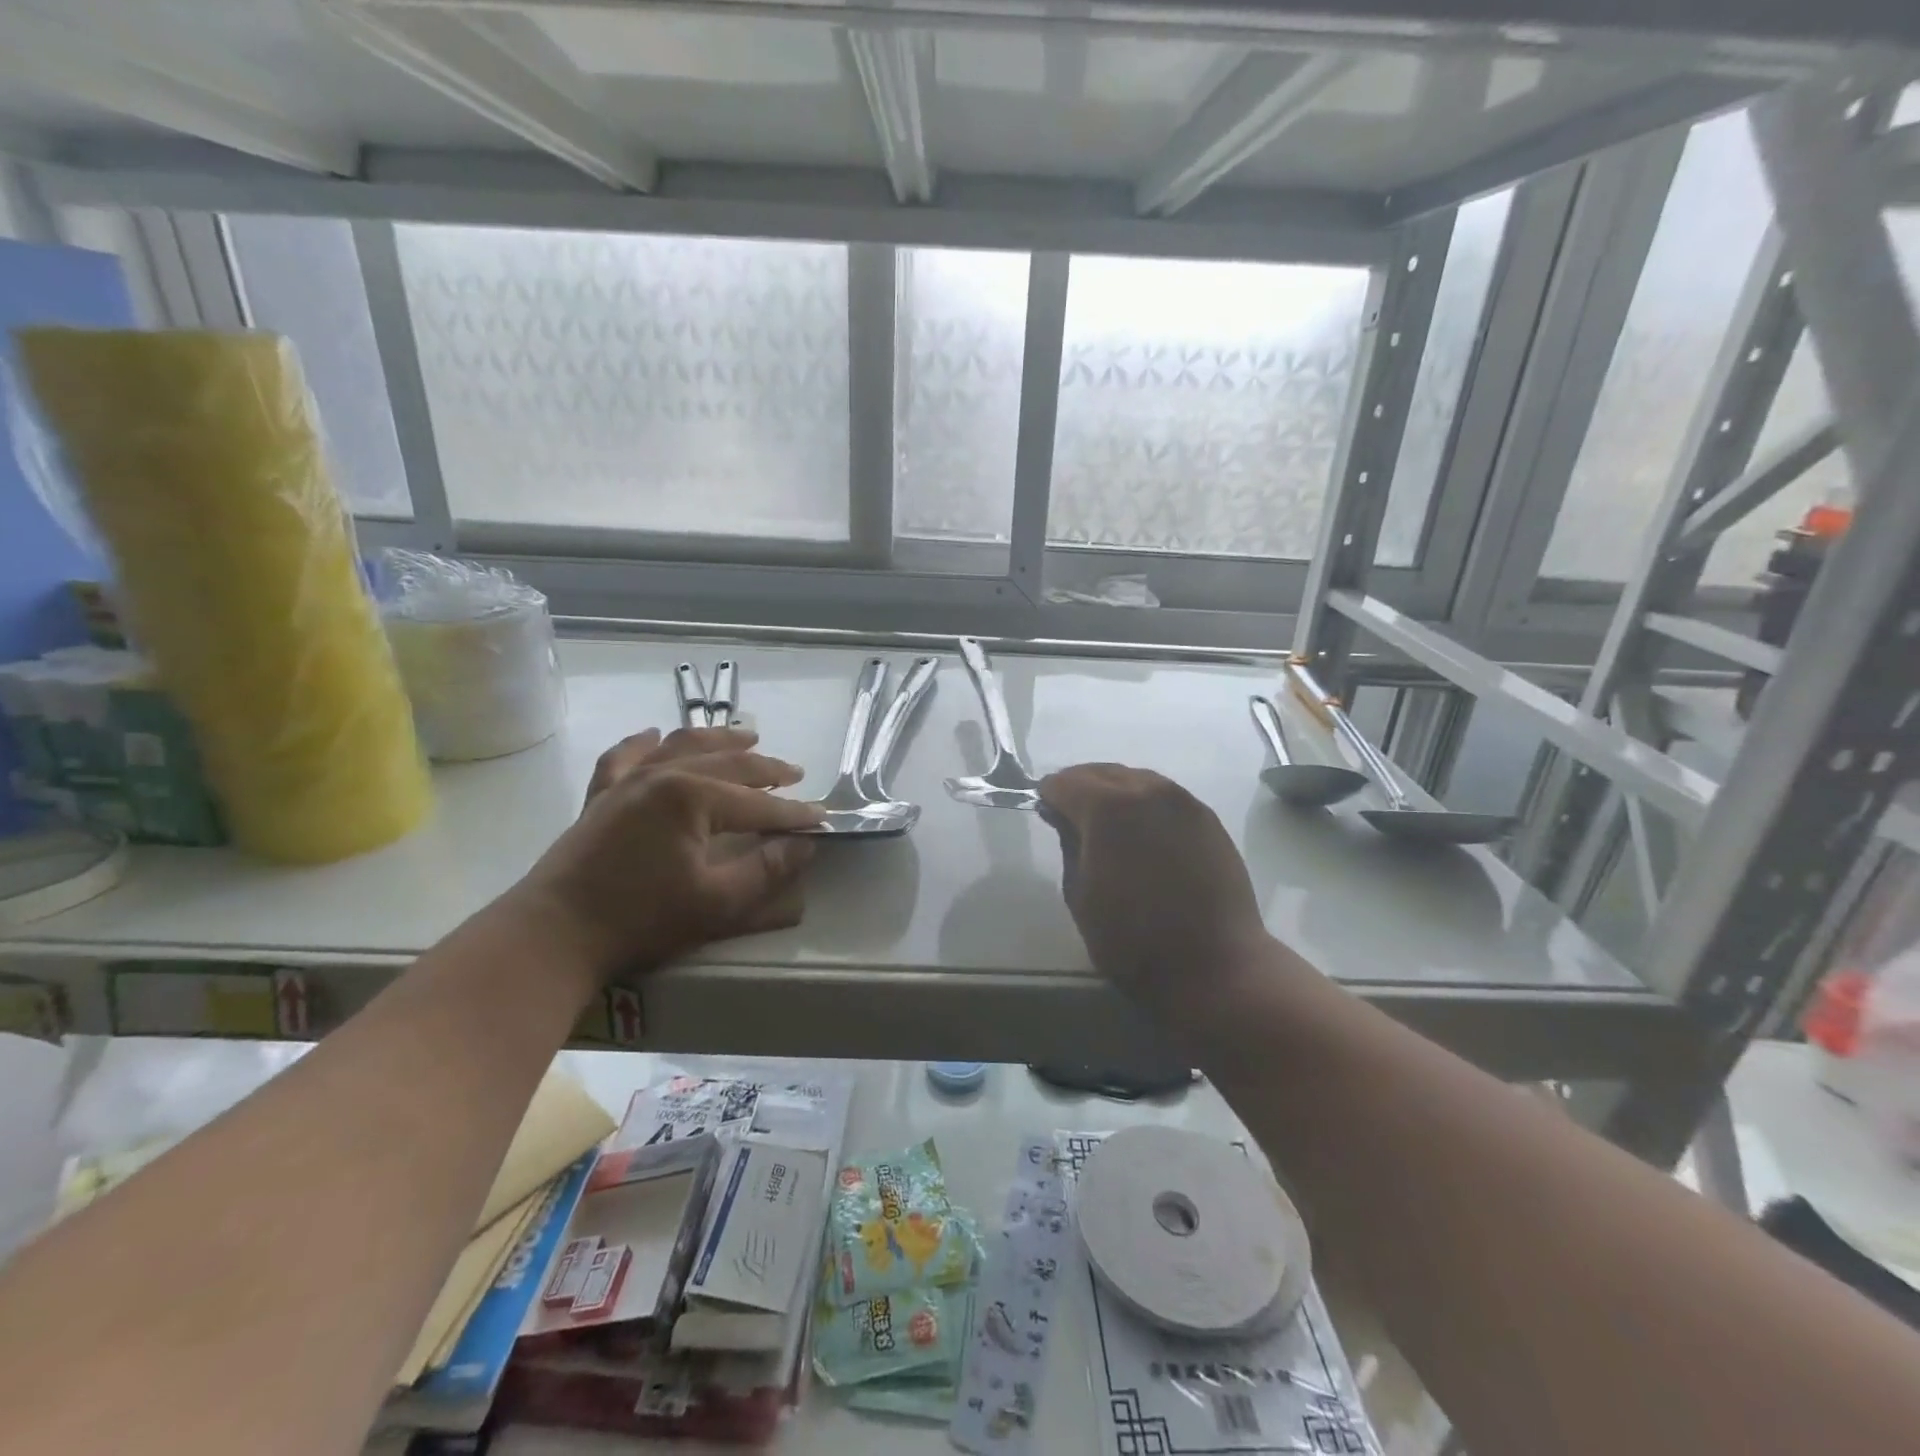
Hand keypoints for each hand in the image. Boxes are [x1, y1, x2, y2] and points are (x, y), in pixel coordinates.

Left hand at [511, 726, 824, 978]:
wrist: (554, 935)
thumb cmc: (640, 920)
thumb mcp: (716, 902)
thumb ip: (765, 870)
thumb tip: (803, 845)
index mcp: (692, 797)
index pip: (757, 803)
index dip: (792, 813)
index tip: (822, 818)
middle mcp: (662, 775)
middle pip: (727, 764)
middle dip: (766, 769)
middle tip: (796, 774)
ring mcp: (627, 781)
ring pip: (681, 746)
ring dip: (719, 739)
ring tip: (748, 735)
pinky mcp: (601, 796)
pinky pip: (624, 757)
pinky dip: (643, 743)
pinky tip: (654, 733)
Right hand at [1038, 764, 1270, 1009]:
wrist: (1215, 966)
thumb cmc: (1133, 940)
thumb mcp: (1080, 895)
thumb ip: (1068, 844)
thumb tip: (1061, 815)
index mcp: (1107, 808)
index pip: (1065, 782)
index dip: (1049, 795)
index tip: (1046, 813)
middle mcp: (1146, 790)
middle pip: (1102, 772)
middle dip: (1081, 787)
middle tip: (1072, 816)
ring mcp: (1183, 801)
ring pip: (1137, 779)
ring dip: (1115, 792)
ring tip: (1108, 825)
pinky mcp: (1208, 818)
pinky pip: (1165, 796)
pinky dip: (1146, 804)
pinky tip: (1143, 833)